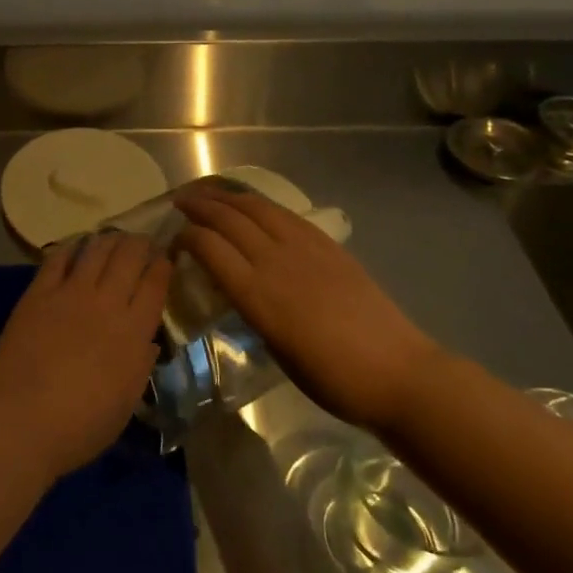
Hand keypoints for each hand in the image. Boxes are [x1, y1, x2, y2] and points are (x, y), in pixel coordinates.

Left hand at [0, 232, 169, 480]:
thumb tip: (148, 341)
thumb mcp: (125, 403)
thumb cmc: (80, 426)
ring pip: (97, 250)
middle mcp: (107, 303)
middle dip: (140, 244)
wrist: (21, 420)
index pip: (155, 285)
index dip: (162, 265)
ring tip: (114, 238)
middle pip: (129, 257)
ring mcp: (71, 293)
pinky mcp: (38, 292)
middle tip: (141, 242)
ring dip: (109, 239)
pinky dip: (72, 246)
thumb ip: (139, 366)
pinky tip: (77, 245)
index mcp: (134, 332)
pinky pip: (58, 258)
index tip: (165, 258)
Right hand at [173, 183, 439, 432]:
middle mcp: (275, 261)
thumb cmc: (332, 379)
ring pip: (255, 207)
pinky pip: (284, 213)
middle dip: (199, 206)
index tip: (174, 242)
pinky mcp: (327, 244)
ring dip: (226, 196)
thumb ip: (251, 311)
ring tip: (208, 193)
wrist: (397, 372)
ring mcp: (303, 247)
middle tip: (179, 203)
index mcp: (257, 295)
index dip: (186, 238)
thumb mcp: (276, 350)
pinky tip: (251, 205)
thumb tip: (236, 288)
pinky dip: (259, 203)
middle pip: (227, 219)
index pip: (209, 247)